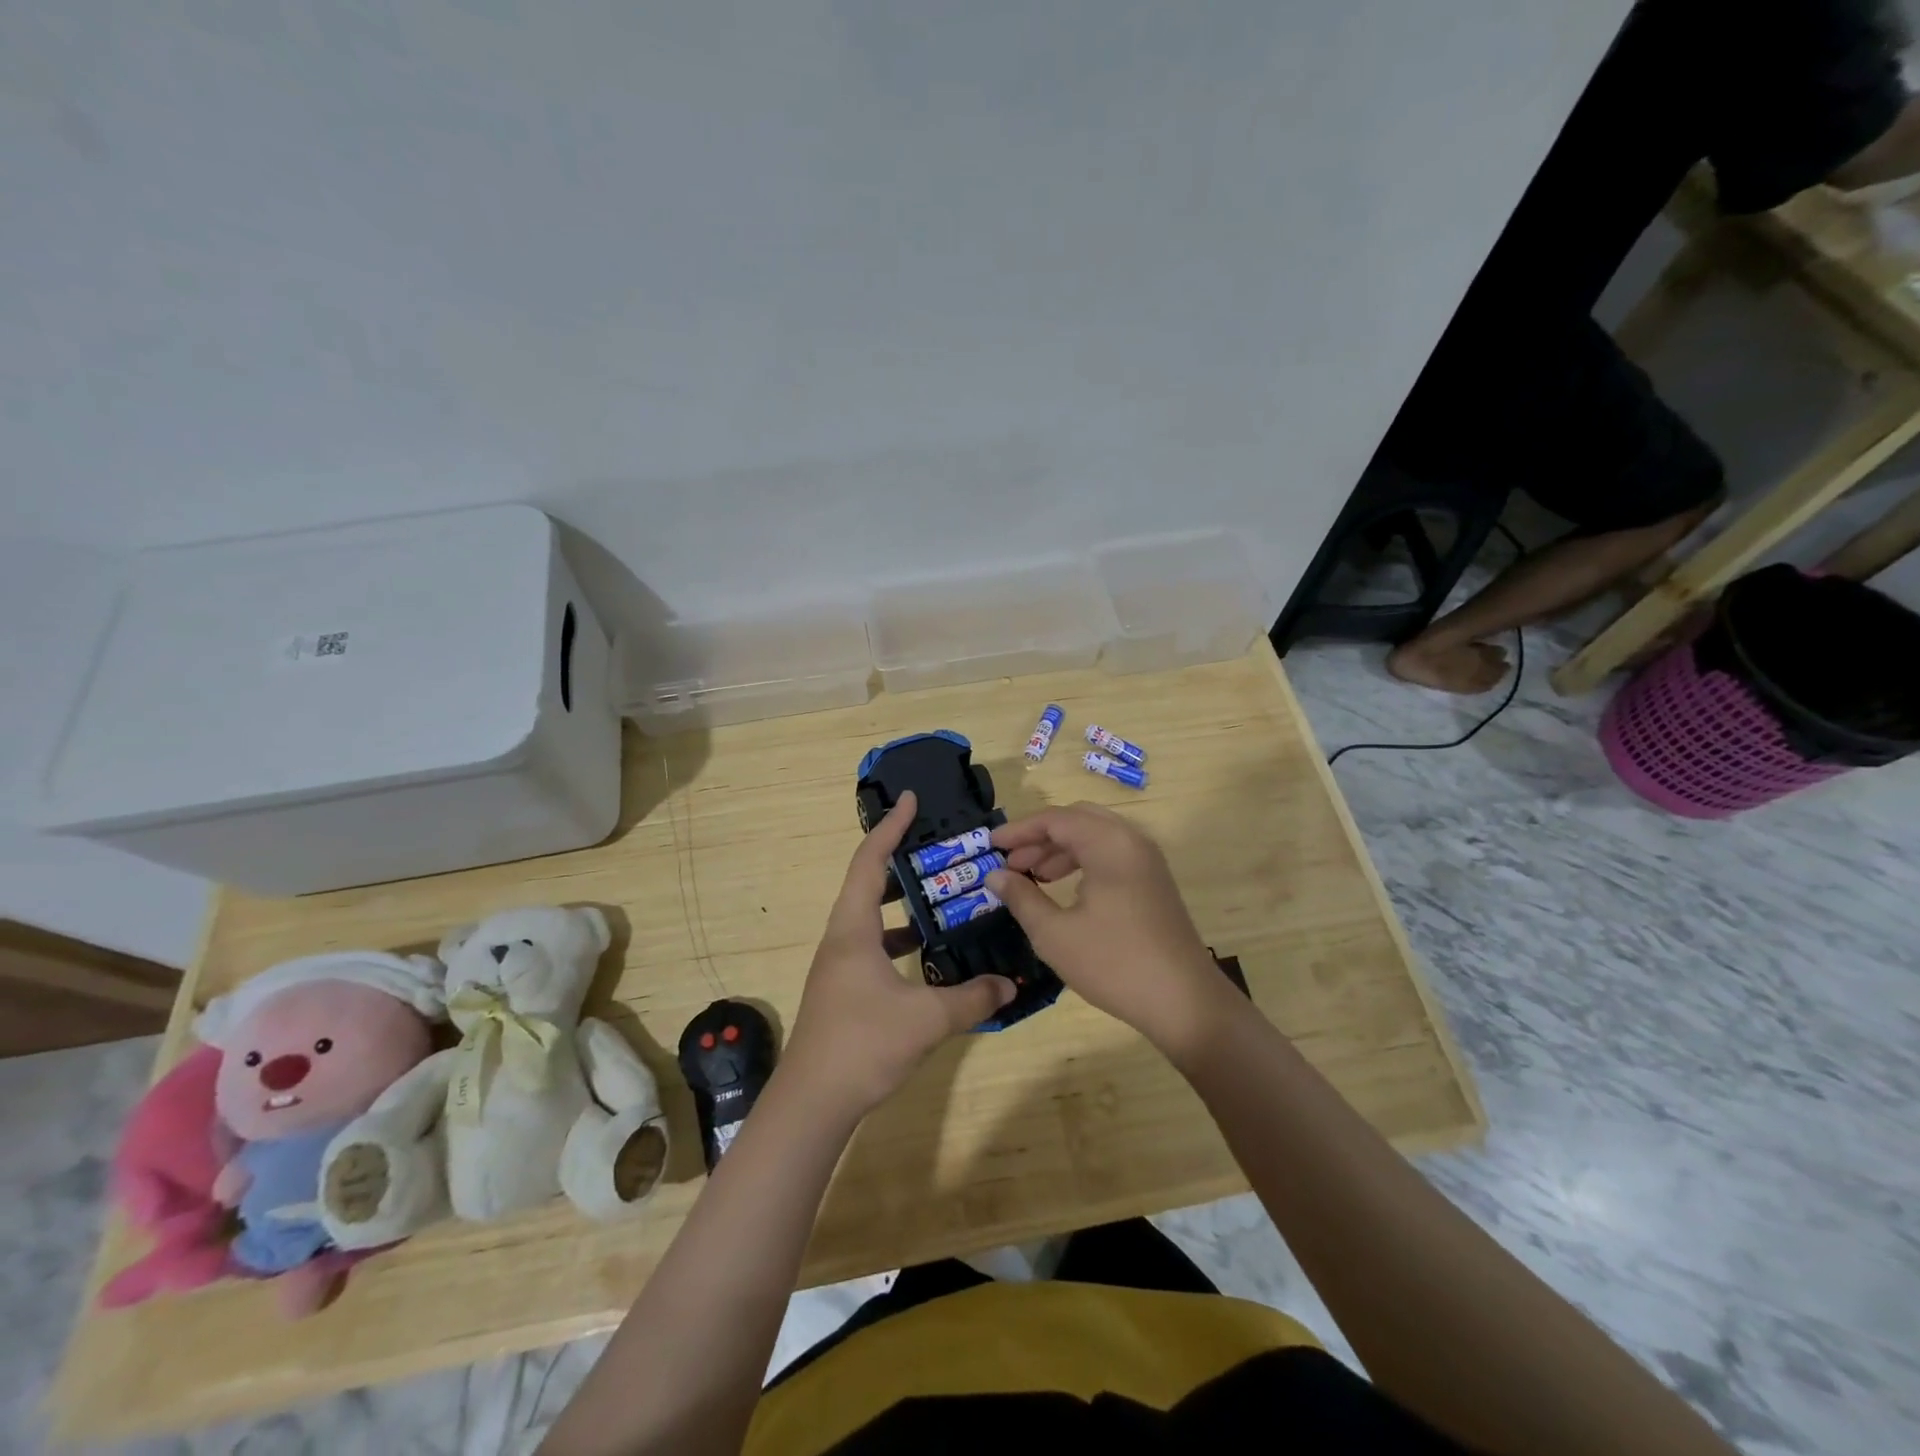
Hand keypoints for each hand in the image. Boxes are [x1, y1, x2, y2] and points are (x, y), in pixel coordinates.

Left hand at [782, 791, 1014, 1121]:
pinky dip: (898, 939)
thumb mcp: (926, 1019)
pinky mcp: (843, 989)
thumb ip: (972, 999)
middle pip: (867, 883)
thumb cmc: (862, 1045)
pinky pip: (873, 946)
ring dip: (901, 903)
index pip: (870, 861)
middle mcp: (841, 938)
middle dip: (900, 861)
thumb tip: (1010, 985)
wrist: (812, 1103)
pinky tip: (926, 956)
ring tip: (940, 898)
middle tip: (938, 851)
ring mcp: (839, 965)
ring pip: (870, 917)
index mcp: (853, 929)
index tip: (910, 800)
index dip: (890, 827)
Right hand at [987, 803, 1236, 1061]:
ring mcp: (1147, 860)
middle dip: (1040, 836)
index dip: (1019, 830)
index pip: (1055, 820)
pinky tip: (1063, 887)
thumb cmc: (1114, 964)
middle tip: (1011, 861)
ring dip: (1060, 848)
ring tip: (1031, 875)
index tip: (990, 846)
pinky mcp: (1153, 881)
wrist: (1184, 1001)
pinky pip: (1111, 853)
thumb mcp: (1055, 934)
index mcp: (1109, 844)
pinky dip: (1082, 860)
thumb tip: (995, 875)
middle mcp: (1131, 841)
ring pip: (1095, 835)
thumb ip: (1022, 897)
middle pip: (1077, 819)